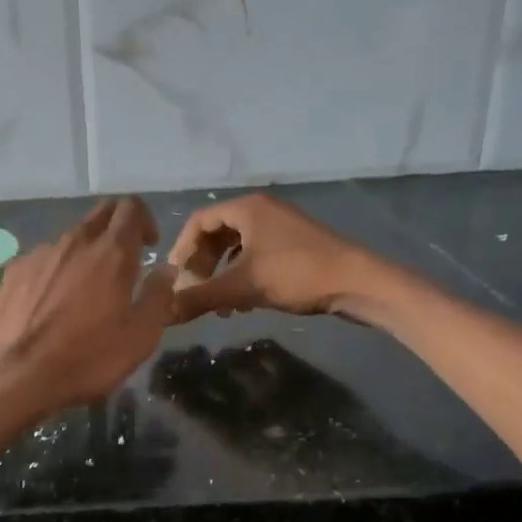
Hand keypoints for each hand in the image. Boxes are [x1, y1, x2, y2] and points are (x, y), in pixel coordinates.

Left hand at [0, 197, 176, 413]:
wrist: (15, 375)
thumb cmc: (87, 358)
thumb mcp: (140, 337)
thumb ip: (159, 297)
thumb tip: (165, 271)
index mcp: (111, 252)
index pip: (131, 208)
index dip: (145, 220)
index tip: (149, 246)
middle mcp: (74, 242)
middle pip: (99, 214)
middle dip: (116, 227)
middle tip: (122, 261)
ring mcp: (38, 254)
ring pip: (69, 239)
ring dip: (84, 253)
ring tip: (83, 291)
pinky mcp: (12, 272)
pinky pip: (42, 261)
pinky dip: (54, 272)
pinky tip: (49, 305)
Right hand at [168, 194, 372, 321]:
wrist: (358, 282)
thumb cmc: (297, 275)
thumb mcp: (242, 287)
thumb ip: (200, 298)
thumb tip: (163, 312)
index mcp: (247, 209)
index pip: (199, 221)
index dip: (181, 250)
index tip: (174, 278)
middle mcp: (262, 211)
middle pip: (216, 234)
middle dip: (201, 265)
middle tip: (193, 292)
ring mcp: (280, 227)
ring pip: (236, 248)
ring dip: (220, 275)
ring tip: (216, 304)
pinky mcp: (294, 246)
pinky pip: (255, 256)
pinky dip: (241, 277)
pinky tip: (241, 304)